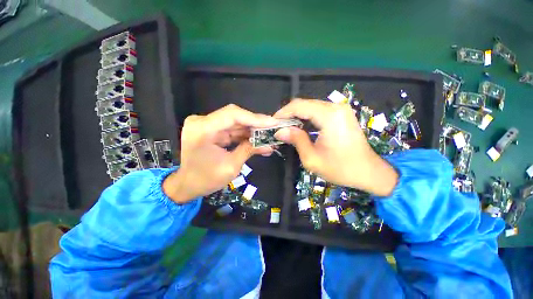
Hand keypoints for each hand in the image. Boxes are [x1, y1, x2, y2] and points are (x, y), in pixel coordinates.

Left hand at [163, 104, 276, 202]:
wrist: (187, 185)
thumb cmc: (206, 180)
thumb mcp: (231, 166)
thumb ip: (249, 150)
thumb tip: (269, 143)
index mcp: (202, 130)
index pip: (233, 115)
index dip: (255, 118)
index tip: (272, 122)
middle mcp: (202, 122)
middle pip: (235, 116)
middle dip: (256, 123)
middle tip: (273, 128)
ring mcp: (206, 124)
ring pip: (235, 122)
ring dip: (252, 129)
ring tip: (268, 135)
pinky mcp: (211, 129)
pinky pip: (232, 128)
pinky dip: (245, 134)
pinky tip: (257, 139)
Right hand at [274, 99, 397, 196]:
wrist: (369, 172)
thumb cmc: (341, 169)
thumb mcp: (312, 158)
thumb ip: (296, 140)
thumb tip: (279, 131)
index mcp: (329, 116)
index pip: (298, 106)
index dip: (283, 113)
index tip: (273, 123)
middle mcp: (336, 107)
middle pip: (304, 104)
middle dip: (289, 115)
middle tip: (279, 128)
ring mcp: (341, 109)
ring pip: (311, 107)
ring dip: (297, 117)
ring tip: (287, 129)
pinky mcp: (342, 114)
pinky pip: (319, 111)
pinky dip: (307, 118)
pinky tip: (301, 128)